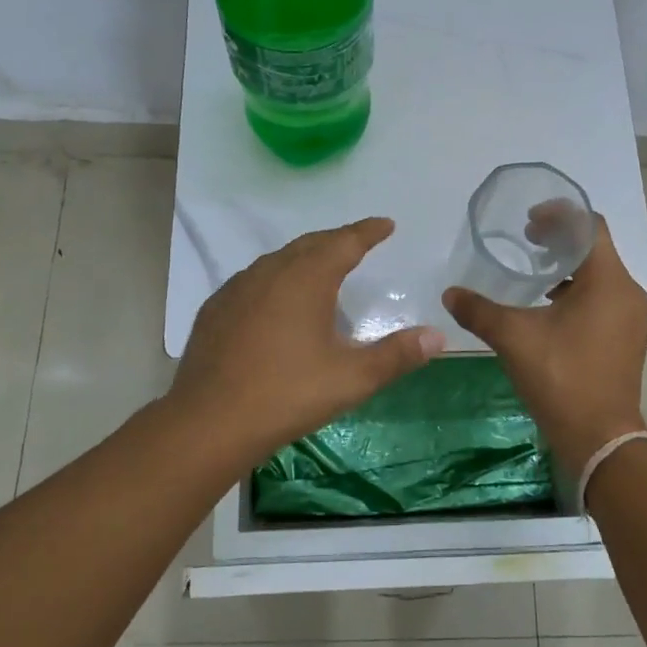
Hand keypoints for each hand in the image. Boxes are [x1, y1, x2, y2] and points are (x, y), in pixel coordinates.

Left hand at [170, 218, 445, 459]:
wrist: (208, 422)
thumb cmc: (287, 394)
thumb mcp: (351, 379)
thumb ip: (396, 355)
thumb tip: (438, 336)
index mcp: (306, 278)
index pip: (345, 241)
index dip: (368, 231)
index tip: (386, 224)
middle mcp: (271, 271)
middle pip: (311, 244)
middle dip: (338, 240)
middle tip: (358, 244)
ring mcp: (238, 288)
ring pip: (279, 260)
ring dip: (305, 258)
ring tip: (321, 270)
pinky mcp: (216, 308)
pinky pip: (254, 280)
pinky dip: (276, 279)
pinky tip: (277, 302)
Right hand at [443, 215, 646, 474]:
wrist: (600, 439)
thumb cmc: (561, 377)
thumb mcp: (514, 338)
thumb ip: (479, 310)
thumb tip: (449, 293)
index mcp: (607, 281)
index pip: (590, 226)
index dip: (559, 215)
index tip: (529, 221)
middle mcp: (627, 292)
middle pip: (595, 247)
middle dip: (560, 239)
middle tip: (526, 241)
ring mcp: (631, 317)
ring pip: (600, 274)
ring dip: (568, 266)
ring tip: (534, 273)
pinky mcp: (627, 337)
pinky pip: (603, 297)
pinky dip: (578, 290)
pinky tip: (548, 306)